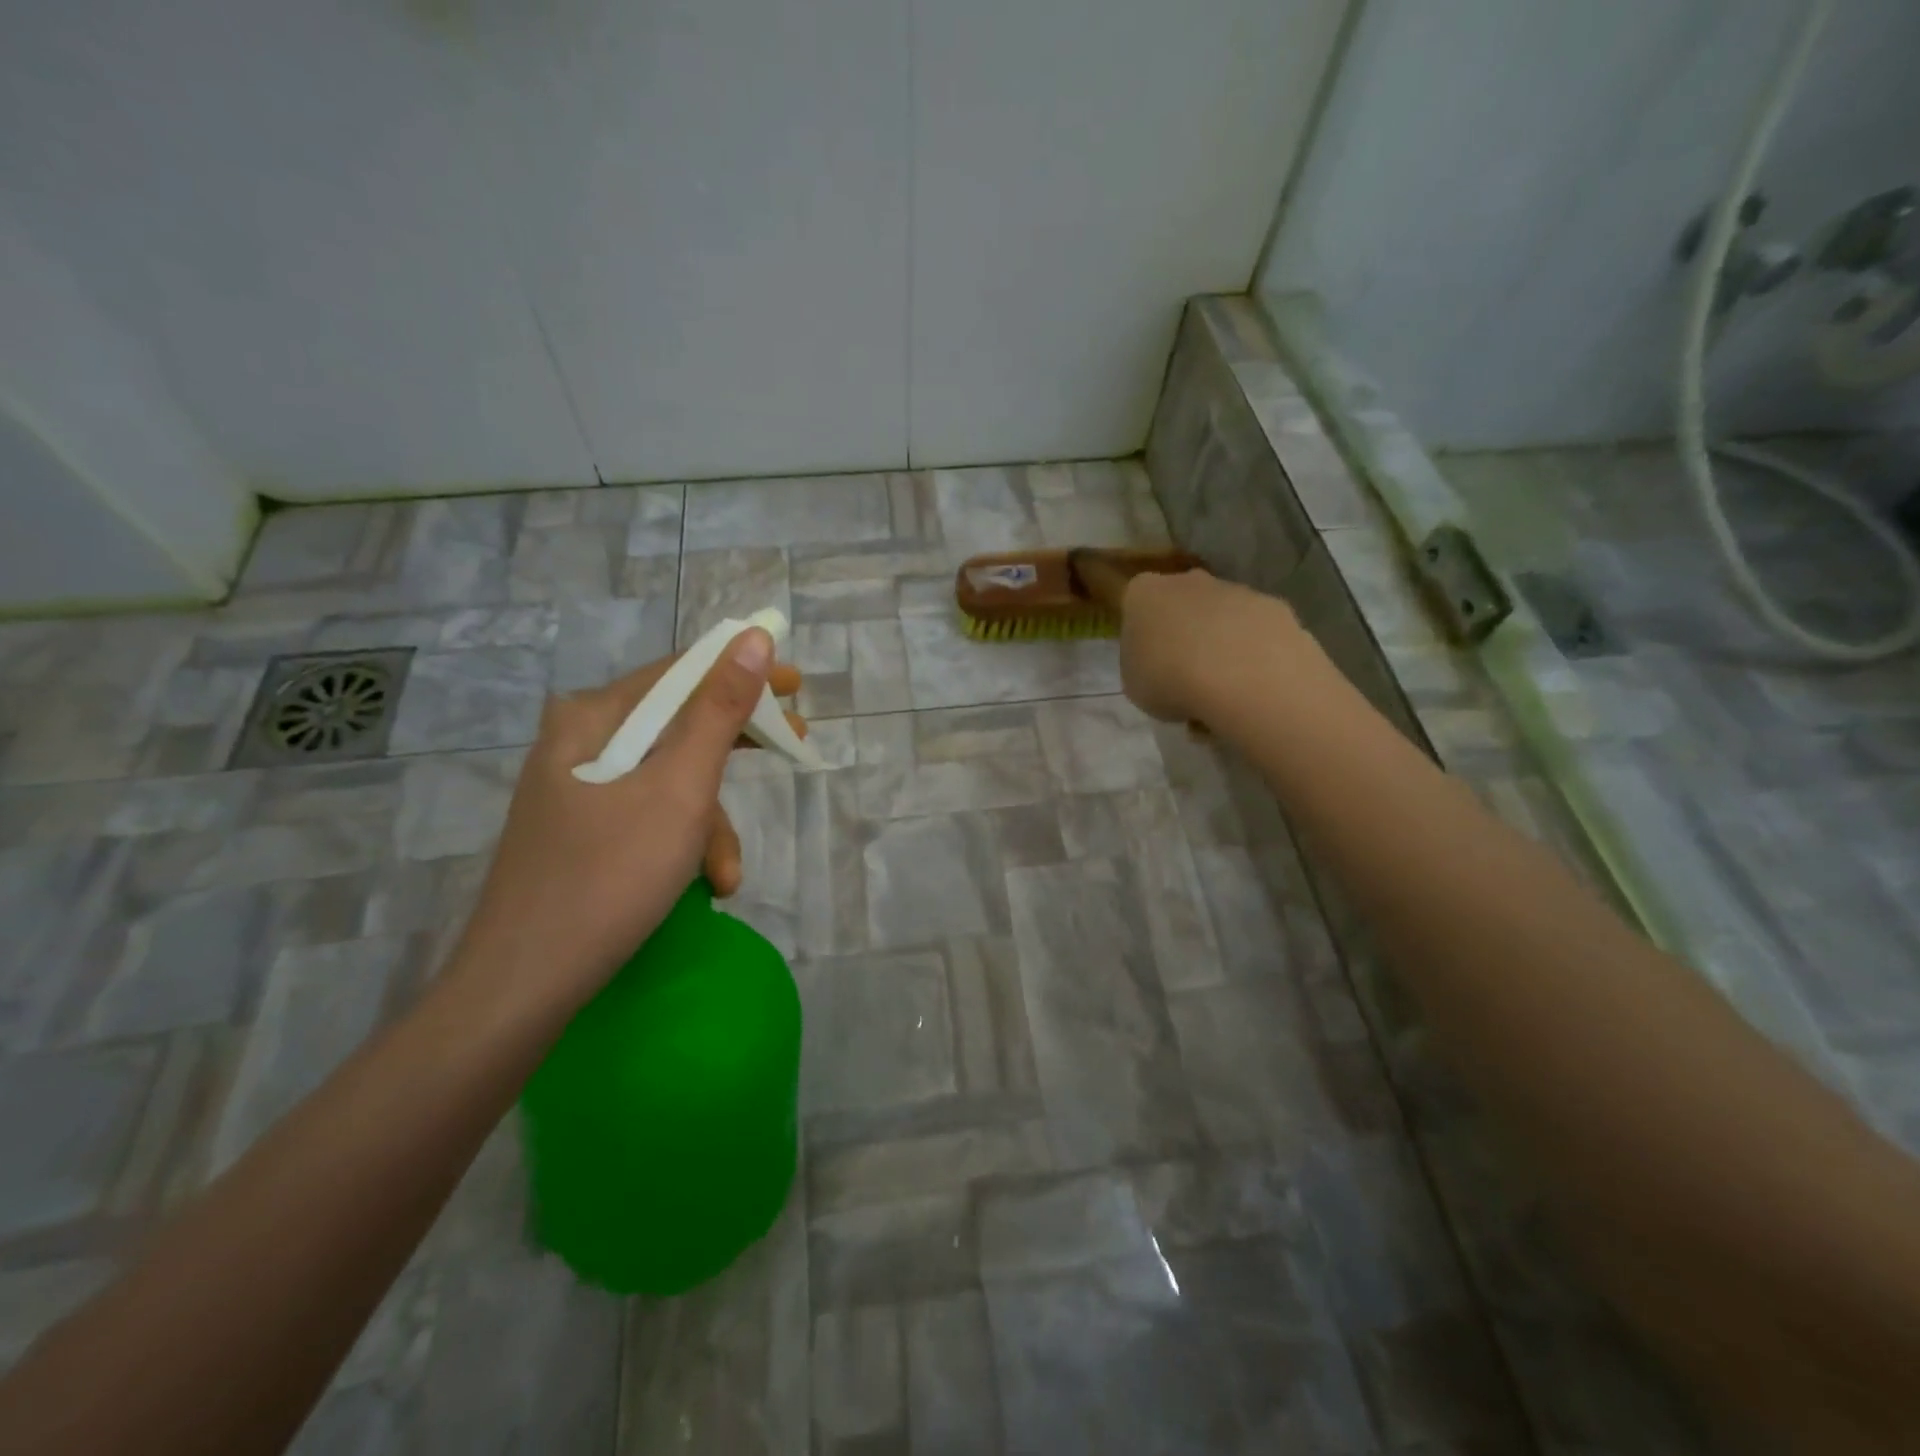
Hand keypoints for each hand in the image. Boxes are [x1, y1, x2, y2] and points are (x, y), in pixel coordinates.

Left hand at [448, 629, 804, 1018]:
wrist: (523, 986)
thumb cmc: (609, 876)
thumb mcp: (680, 790)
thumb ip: (719, 711)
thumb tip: (754, 639)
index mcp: (592, 717)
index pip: (680, 672)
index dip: (743, 671)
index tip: (796, 686)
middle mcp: (579, 742)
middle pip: (676, 724)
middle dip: (736, 747)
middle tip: (794, 747)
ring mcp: (577, 790)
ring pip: (667, 779)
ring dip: (709, 822)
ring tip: (726, 876)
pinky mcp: (582, 831)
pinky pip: (648, 814)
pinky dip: (682, 842)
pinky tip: (703, 884)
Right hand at [1118, 569, 1306, 724]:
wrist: (1239, 676)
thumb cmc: (1168, 678)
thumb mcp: (1133, 683)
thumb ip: (1142, 666)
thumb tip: (1159, 666)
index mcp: (1144, 593)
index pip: (1137, 606)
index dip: (1144, 636)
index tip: (1150, 664)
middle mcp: (1189, 581)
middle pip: (1183, 605)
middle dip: (1185, 634)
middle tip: (1185, 677)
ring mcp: (1236, 590)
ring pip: (1223, 618)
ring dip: (1221, 646)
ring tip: (1222, 691)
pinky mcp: (1274, 607)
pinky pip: (1256, 633)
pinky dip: (1253, 655)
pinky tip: (1251, 686)